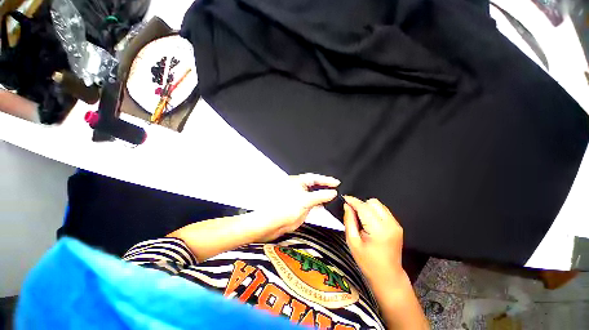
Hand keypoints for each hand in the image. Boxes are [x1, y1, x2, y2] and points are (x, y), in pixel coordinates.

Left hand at [256, 173, 339, 241]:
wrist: (271, 224)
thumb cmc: (282, 209)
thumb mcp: (305, 201)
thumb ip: (320, 196)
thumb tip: (332, 192)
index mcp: (297, 181)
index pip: (314, 178)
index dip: (326, 180)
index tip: (336, 182)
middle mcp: (297, 187)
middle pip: (314, 185)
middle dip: (324, 186)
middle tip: (335, 188)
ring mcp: (298, 197)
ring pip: (313, 194)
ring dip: (321, 195)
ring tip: (331, 197)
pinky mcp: (298, 205)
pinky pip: (310, 202)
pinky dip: (317, 203)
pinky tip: (322, 205)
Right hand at [343, 196, 405, 283]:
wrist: (388, 276)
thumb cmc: (368, 262)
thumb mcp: (353, 242)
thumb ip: (349, 221)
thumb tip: (347, 206)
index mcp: (378, 230)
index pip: (364, 207)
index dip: (352, 201)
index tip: (344, 198)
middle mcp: (390, 224)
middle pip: (372, 202)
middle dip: (360, 205)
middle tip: (352, 214)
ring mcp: (396, 224)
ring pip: (378, 204)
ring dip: (367, 207)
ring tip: (361, 219)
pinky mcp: (397, 226)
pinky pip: (383, 210)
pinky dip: (374, 212)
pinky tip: (369, 222)